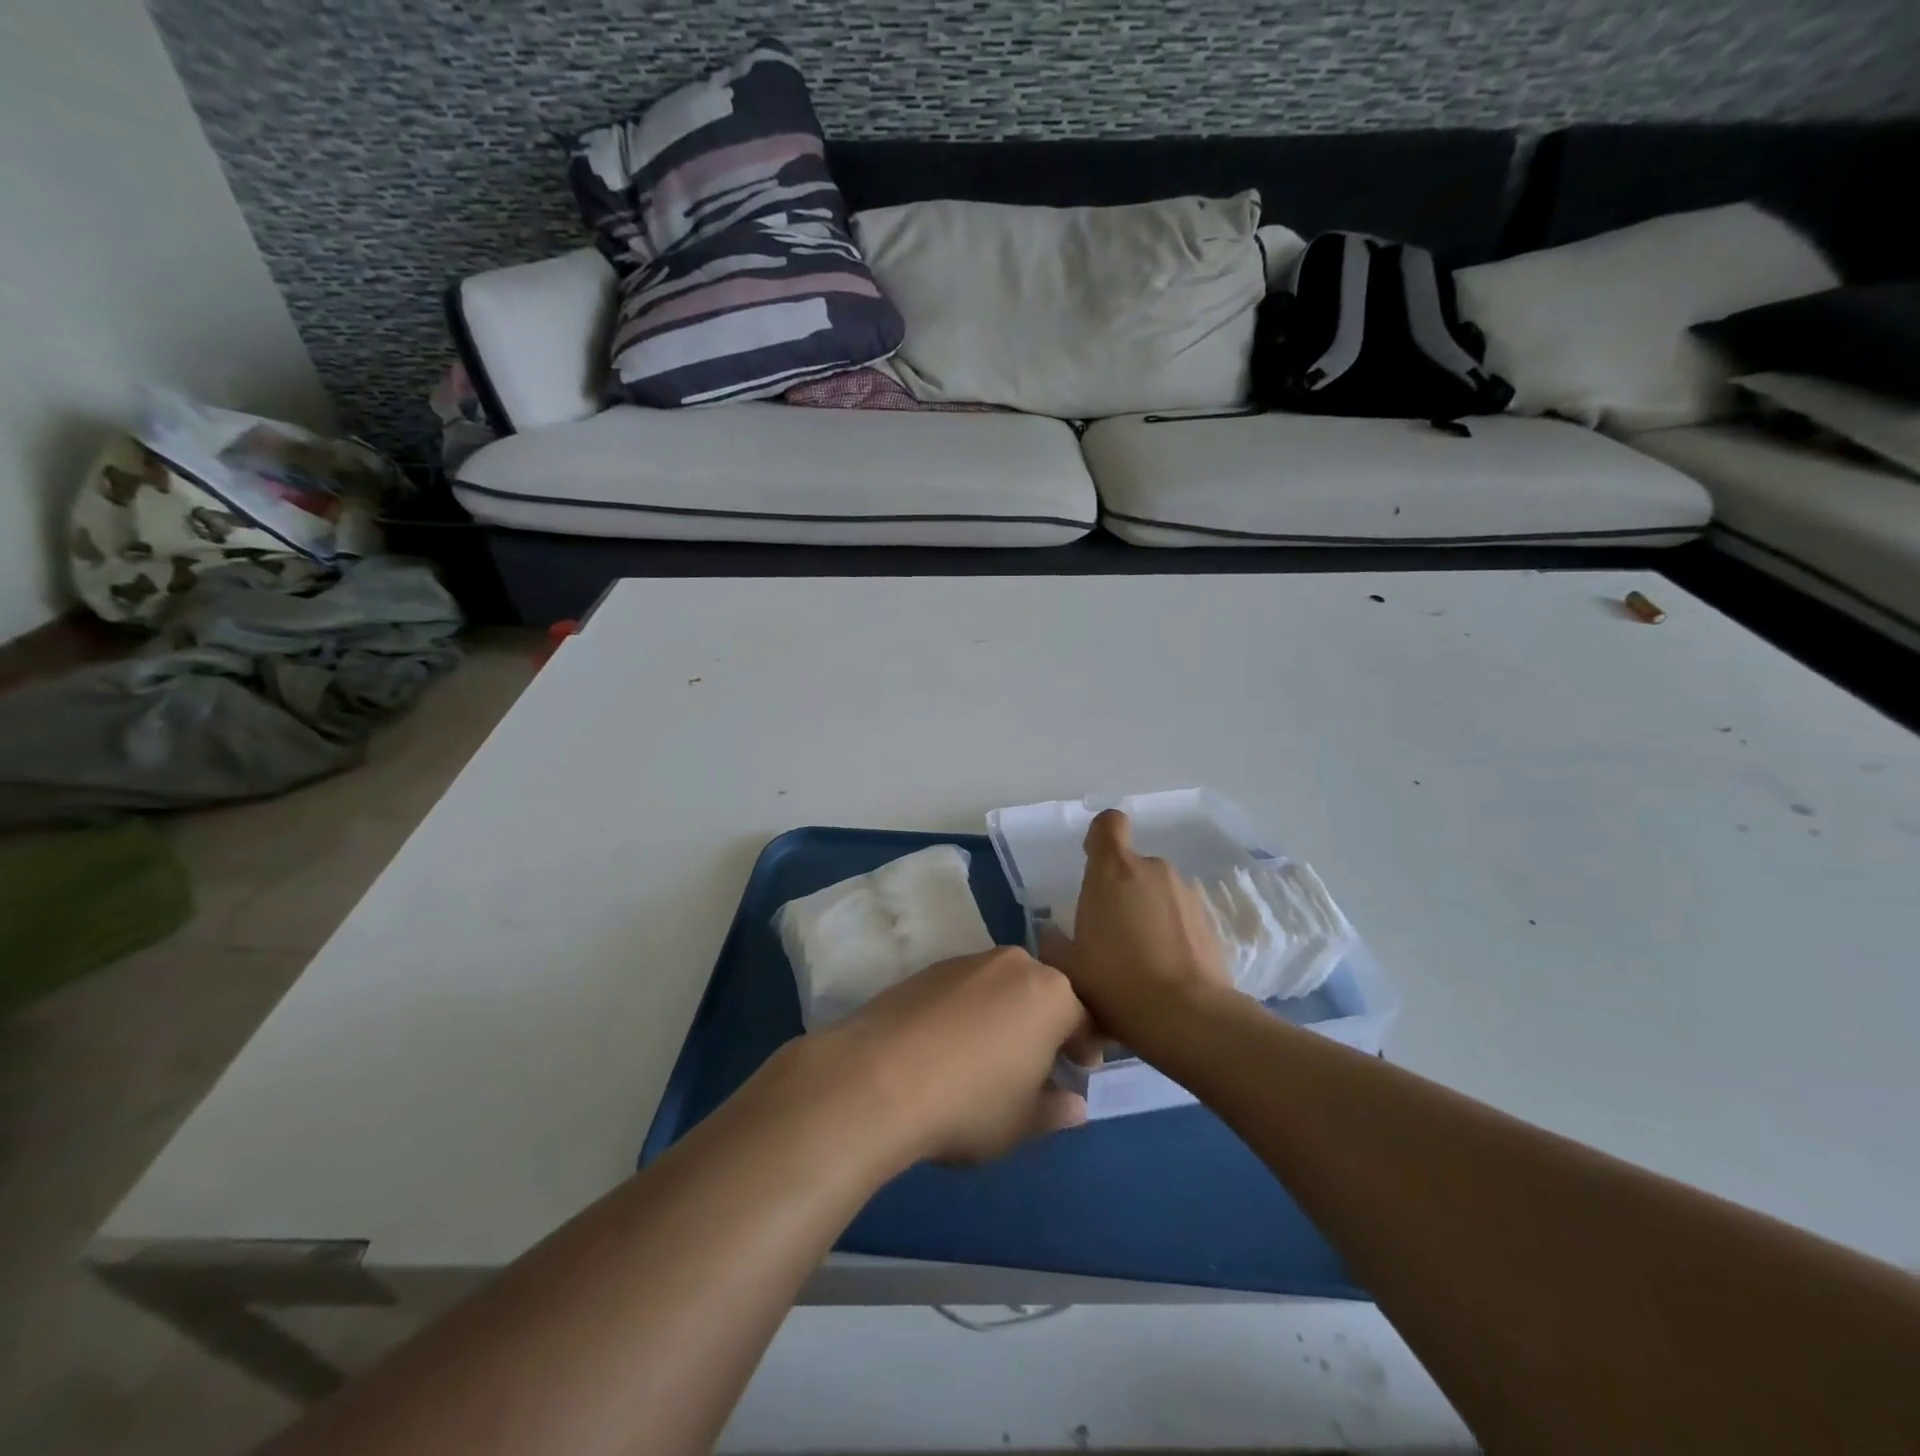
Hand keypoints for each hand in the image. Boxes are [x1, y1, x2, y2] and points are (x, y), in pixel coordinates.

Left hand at [803, 948, 1099, 1166]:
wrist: (878, 1077)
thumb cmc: (970, 1103)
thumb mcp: (1022, 1123)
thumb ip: (1054, 1110)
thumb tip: (1074, 1105)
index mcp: (1050, 994)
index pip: (1084, 1017)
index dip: (1085, 1046)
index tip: (1080, 1070)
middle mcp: (1014, 964)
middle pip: (1041, 994)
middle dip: (1045, 1025)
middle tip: (1037, 1064)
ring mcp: (967, 962)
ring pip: (1001, 988)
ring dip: (1004, 1015)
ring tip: (988, 1057)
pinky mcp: (928, 969)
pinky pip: (964, 990)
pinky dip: (967, 1012)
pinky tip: (948, 1047)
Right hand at [1041, 810, 1233, 1053]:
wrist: (1188, 1017)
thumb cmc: (1115, 982)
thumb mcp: (1067, 969)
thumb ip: (1053, 944)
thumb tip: (1052, 934)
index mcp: (1112, 870)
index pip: (1108, 824)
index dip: (1099, 837)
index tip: (1092, 862)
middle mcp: (1152, 870)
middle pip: (1132, 865)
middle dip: (1121, 890)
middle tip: (1109, 933)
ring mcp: (1186, 893)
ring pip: (1157, 892)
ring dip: (1147, 912)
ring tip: (1139, 959)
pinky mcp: (1210, 921)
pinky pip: (1180, 916)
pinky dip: (1171, 932)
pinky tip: (1165, 970)